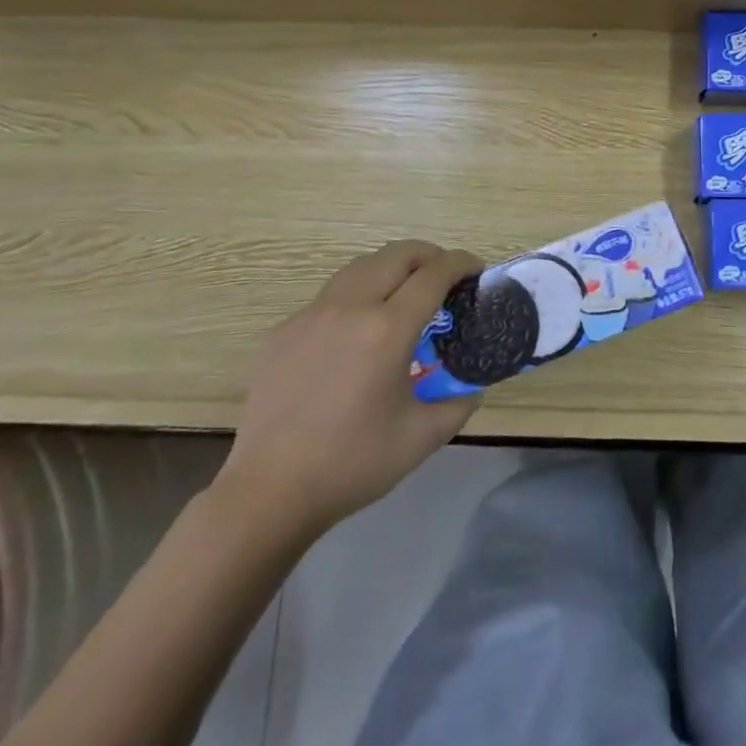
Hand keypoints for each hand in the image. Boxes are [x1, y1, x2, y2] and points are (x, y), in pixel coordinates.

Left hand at [213, 241, 482, 552]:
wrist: (269, 491)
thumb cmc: (352, 463)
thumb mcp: (422, 437)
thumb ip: (459, 403)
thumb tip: (474, 385)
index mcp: (387, 329)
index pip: (434, 274)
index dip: (461, 264)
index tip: (476, 270)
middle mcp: (350, 307)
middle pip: (397, 254)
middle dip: (429, 255)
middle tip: (444, 276)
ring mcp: (311, 315)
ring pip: (360, 267)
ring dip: (391, 269)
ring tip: (403, 293)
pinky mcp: (284, 331)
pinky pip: (328, 298)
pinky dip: (355, 299)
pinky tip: (355, 334)